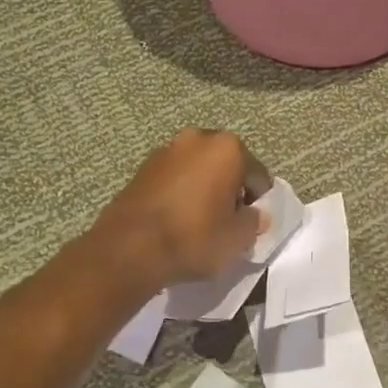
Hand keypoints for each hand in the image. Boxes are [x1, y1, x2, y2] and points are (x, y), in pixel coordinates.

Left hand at [87, 129, 271, 290]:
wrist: (129, 248)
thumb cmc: (194, 237)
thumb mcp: (237, 238)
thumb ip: (254, 222)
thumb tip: (254, 215)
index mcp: (227, 148)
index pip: (257, 175)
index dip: (259, 201)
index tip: (253, 223)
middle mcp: (198, 138)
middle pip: (227, 165)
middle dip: (231, 189)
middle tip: (229, 220)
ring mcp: (166, 150)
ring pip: (199, 169)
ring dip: (205, 188)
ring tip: (202, 220)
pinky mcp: (143, 167)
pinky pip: (175, 178)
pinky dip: (182, 192)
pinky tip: (179, 219)